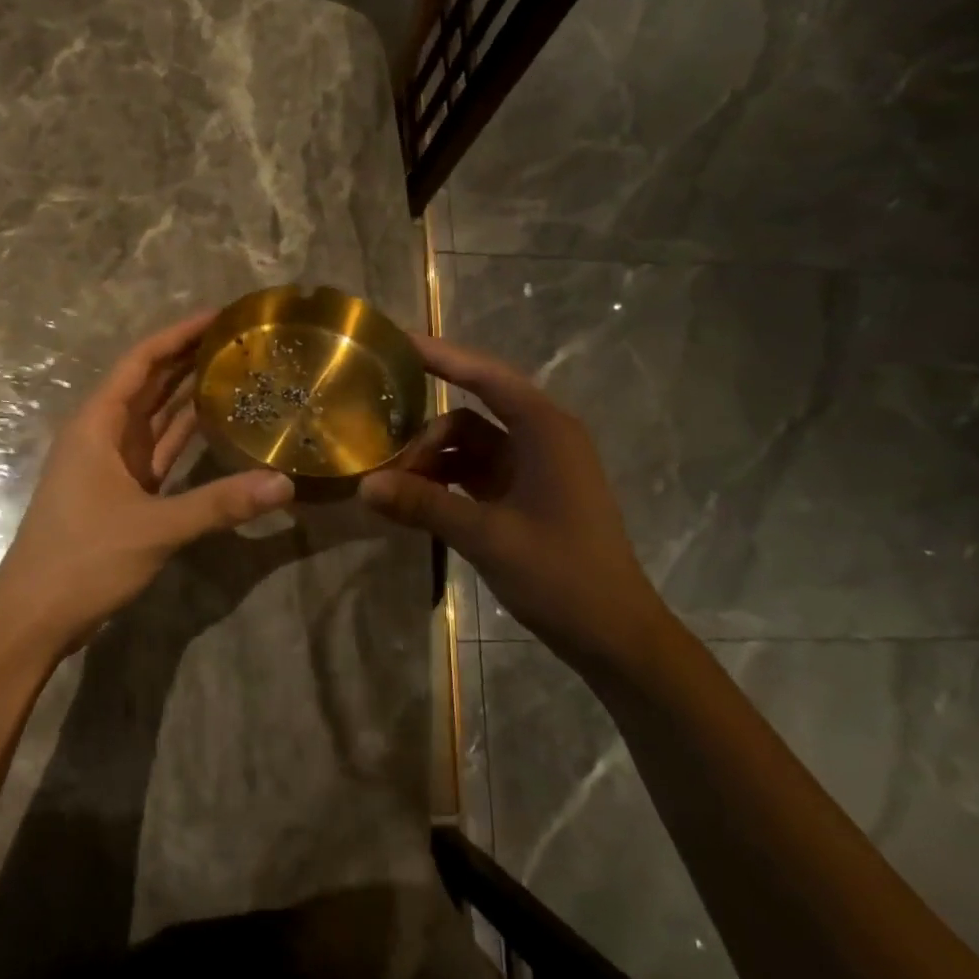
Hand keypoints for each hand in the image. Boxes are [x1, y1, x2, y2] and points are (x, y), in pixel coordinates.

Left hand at [0, 312, 295, 656]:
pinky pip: (158, 448)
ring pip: (155, 415)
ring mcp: (112, 462)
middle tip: (239, 339)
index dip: (177, 334)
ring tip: (236, 370)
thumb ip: (219, 504)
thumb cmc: (84, 559)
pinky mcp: (122, 489)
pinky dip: (184, 435)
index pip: (141, 361)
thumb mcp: (155, 528)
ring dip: (188, 393)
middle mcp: (103, 433)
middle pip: (149, 382)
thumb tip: (284, 484)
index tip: (218, 316)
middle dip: (188, 357)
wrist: (36, 614)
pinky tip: (216, 423)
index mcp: (98, 424)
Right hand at [359, 333, 671, 672]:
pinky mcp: (527, 495)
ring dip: (432, 463)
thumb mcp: (486, 536)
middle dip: (424, 436)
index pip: (486, 376)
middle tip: (381, 463)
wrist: (614, 635)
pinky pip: (476, 474)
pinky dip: (446, 483)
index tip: (397, 343)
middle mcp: (541, 439)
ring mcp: (534, 469)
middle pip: (468, 417)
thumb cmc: (561, 574)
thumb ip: (423, 505)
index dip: (442, 356)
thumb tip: (364, 486)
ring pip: (468, 447)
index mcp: (545, 430)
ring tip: (392, 488)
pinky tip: (415, 502)